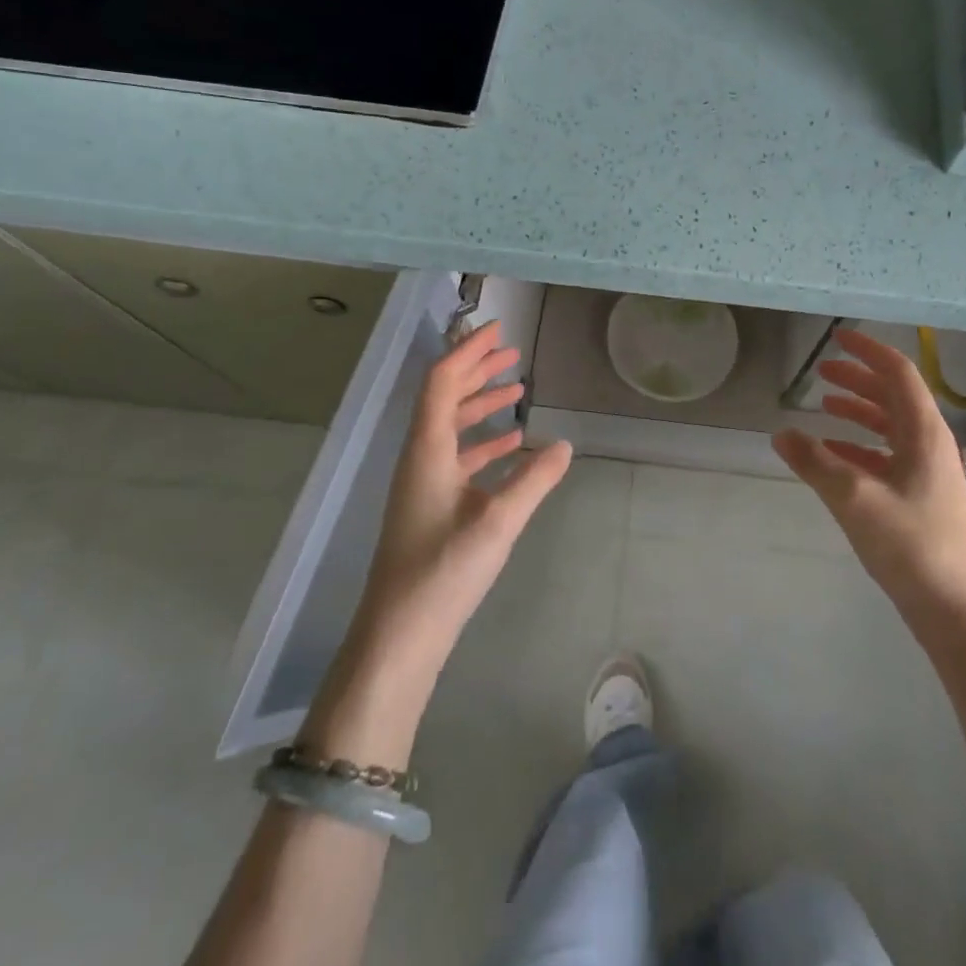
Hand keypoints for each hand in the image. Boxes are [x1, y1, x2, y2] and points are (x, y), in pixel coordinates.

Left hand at [356, 321, 572, 675]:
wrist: (400, 634)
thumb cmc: (442, 573)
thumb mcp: (497, 523)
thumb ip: (533, 480)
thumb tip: (565, 445)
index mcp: (427, 451)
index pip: (443, 383)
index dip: (468, 352)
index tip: (497, 331)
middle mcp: (420, 458)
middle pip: (445, 398)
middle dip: (477, 371)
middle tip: (512, 352)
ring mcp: (424, 483)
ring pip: (452, 427)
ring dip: (481, 404)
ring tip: (517, 390)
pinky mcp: (431, 506)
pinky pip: (458, 457)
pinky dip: (484, 442)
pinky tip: (512, 446)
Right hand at [772, 328, 965, 632]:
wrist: (954, 607)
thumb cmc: (910, 545)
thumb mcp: (854, 498)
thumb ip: (815, 462)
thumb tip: (780, 433)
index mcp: (924, 433)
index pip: (898, 374)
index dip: (868, 351)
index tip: (837, 338)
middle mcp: (930, 444)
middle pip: (894, 396)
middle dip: (858, 379)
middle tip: (822, 371)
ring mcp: (928, 472)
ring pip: (890, 426)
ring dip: (858, 410)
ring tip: (823, 404)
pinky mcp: (921, 496)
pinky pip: (888, 455)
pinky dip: (860, 445)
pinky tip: (834, 454)